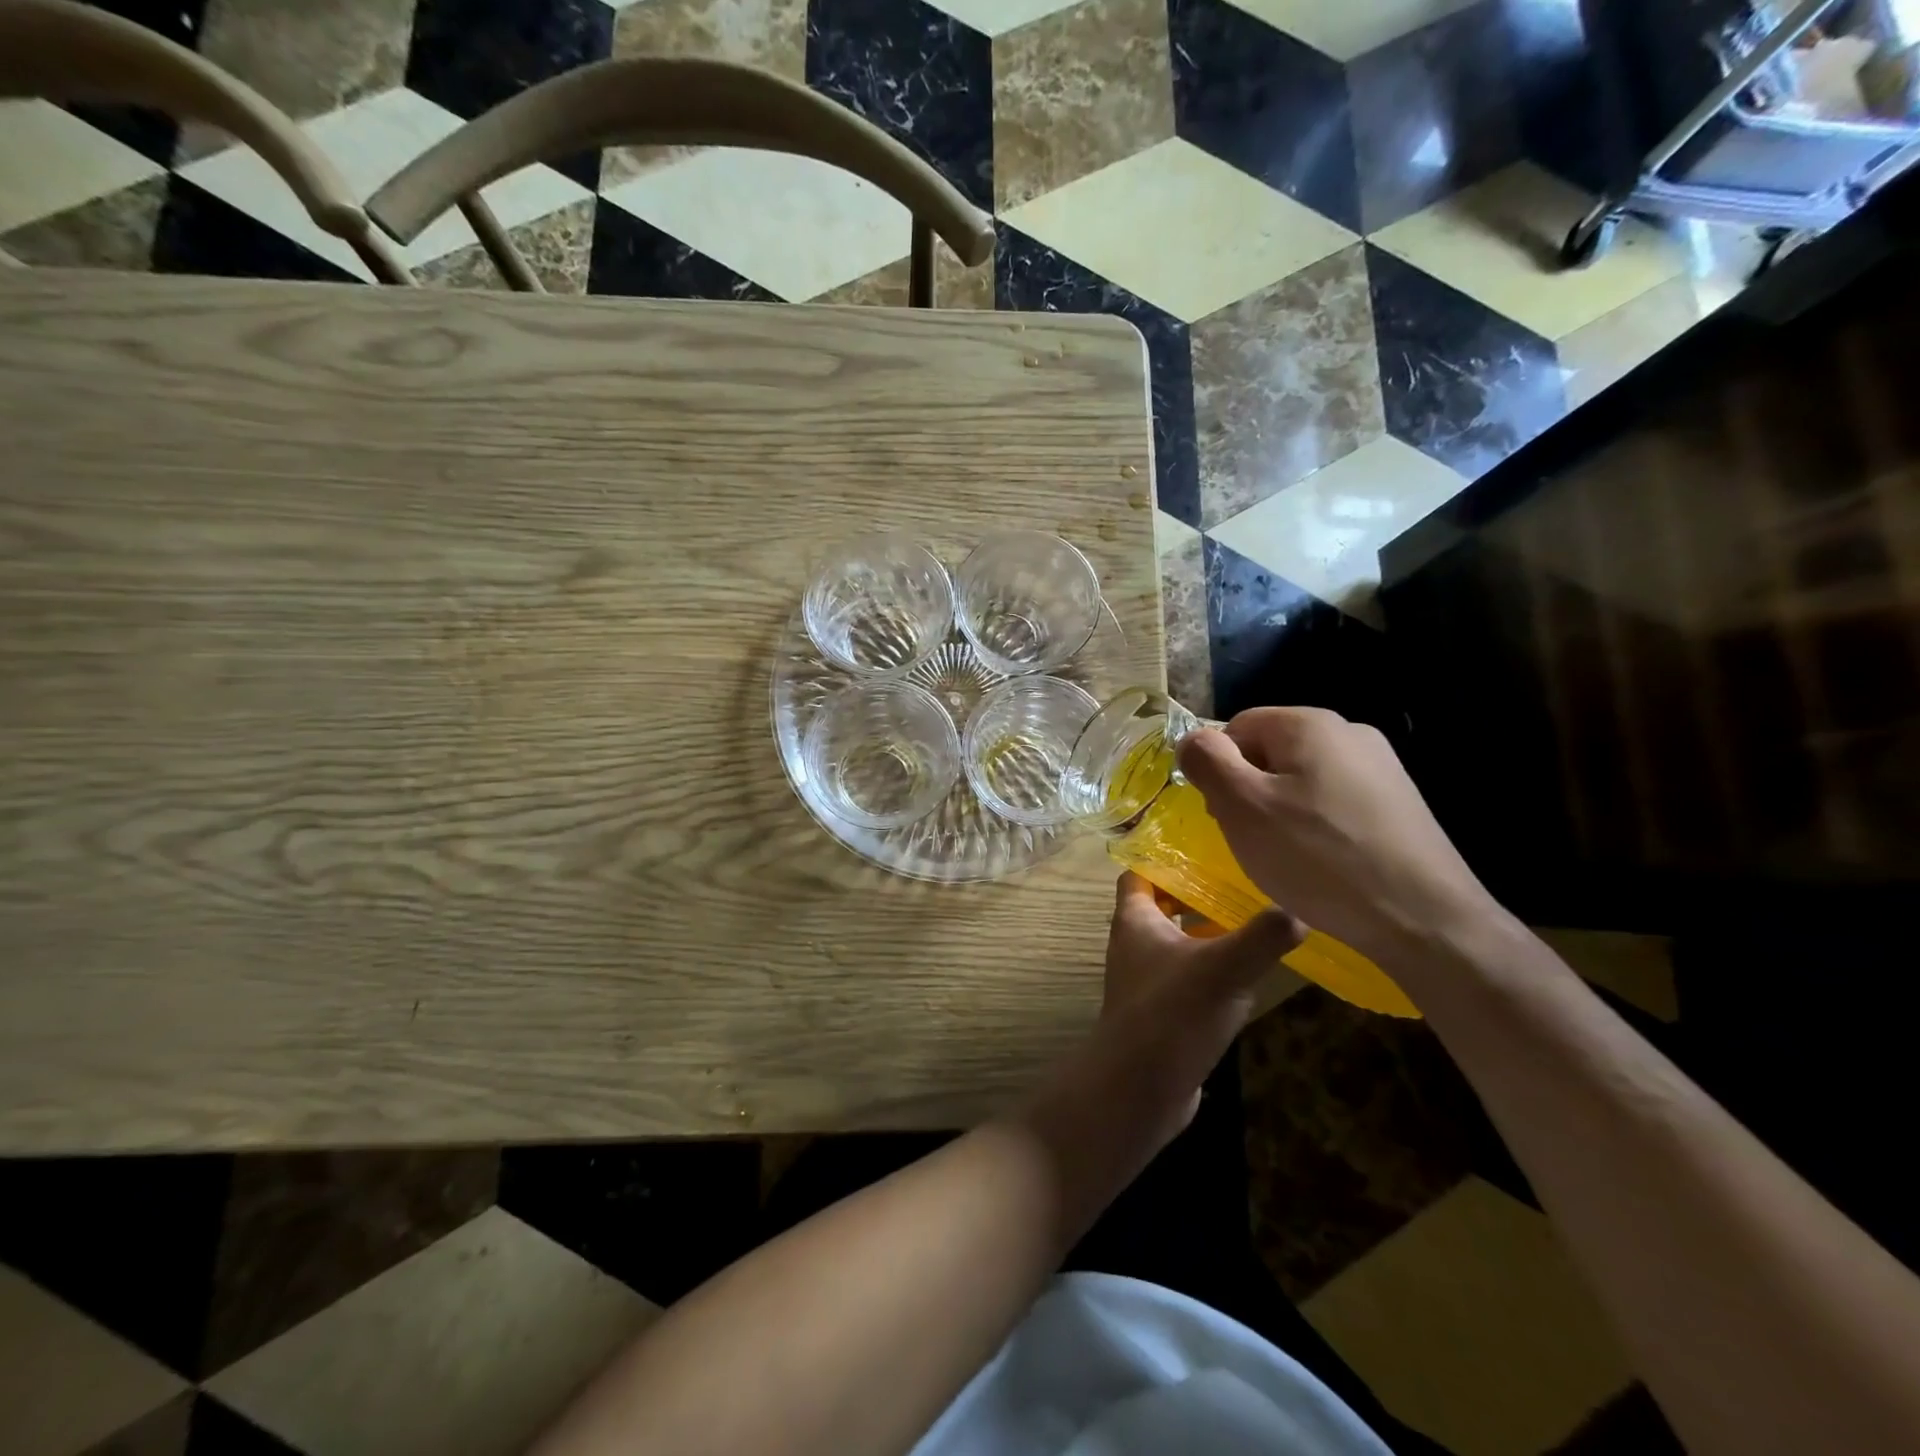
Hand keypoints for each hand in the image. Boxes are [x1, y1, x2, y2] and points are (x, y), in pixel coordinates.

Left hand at [1090, 872, 1303, 1132]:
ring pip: (1177, 942)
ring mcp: (1146, 980)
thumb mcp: (1223, 969)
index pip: (1140, 873)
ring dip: (1207, 933)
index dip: (1165, 858)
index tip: (1206, 850)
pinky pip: (1187, 978)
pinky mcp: (1162, 1012)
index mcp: (1135, 920)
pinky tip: (1248, 976)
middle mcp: (1134, 944)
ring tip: (1254, 923)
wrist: (1137, 1090)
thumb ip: (1262, 937)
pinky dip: (1211, 970)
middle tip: (1241, 884)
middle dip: (1196, 894)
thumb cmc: (1171, 1015)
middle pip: (1161, 905)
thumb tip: (1300, 909)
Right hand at [1176, 708, 1498, 966]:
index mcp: (1309, 724)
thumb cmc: (1318, 858)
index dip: (1217, 768)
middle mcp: (1349, 732)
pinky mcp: (1398, 803)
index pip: (1236, 726)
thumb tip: (1191, 740)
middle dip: (1248, 790)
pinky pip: (1333, 801)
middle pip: (1270, 750)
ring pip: (1301, 778)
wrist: (1424, 919)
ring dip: (1279, 810)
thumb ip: (1207, 762)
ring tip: (1285, 855)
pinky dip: (1315, 826)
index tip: (1220, 813)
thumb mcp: (1242, 807)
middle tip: (1248, 838)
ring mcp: (1381, 767)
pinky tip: (1321, 862)